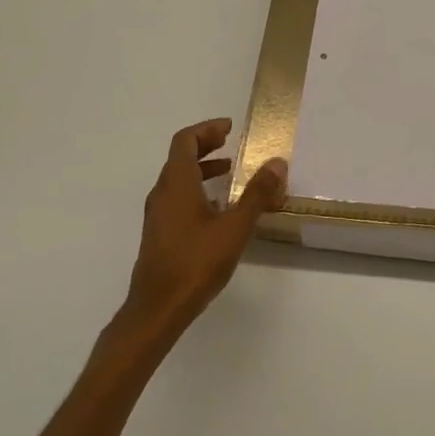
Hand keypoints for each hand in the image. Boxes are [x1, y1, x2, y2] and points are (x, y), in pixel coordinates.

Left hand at [123, 118, 286, 342]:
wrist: (157, 308)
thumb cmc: (196, 262)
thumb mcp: (235, 227)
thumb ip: (257, 194)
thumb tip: (277, 163)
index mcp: (176, 183)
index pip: (185, 141)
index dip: (206, 129)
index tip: (229, 127)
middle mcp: (162, 193)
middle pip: (180, 157)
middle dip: (206, 146)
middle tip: (230, 143)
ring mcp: (157, 215)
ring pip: (178, 179)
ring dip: (202, 169)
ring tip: (230, 173)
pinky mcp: (159, 233)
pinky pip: (177, 198)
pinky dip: (197, 190)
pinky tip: (218, 209)